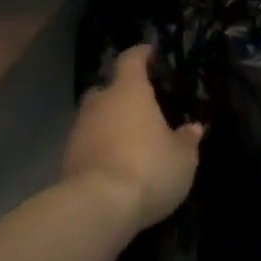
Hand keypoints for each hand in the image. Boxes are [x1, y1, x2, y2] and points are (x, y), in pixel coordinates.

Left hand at [63, 45, 204, 232]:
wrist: (98, 207)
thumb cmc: (148, 168)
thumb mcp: (183, 158)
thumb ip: (187, 140)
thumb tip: (194, 128)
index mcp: (129, 91)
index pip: (132, 60)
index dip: (141, 54)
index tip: (150, 53)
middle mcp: (101, 103)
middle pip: (107, 88)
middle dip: (121, 93)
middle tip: (141, 105)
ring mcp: (79, 130)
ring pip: (95, 117)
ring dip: (109, 123)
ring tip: (130, 139)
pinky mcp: (67, 158)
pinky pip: (87, 143)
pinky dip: (99, 148)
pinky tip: (115, 163)